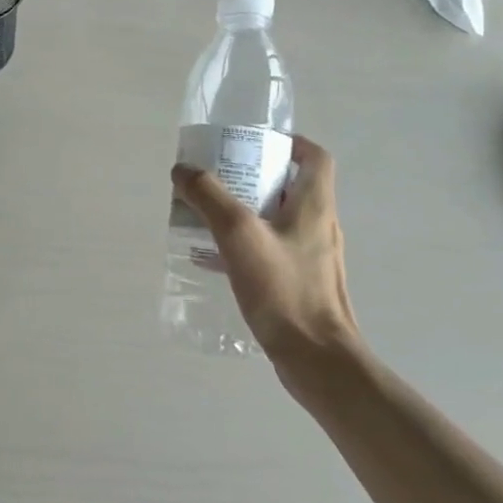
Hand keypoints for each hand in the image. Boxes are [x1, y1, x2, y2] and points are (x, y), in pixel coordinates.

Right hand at [171, 135, 362, 371]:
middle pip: (290, 186)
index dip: (289, 143)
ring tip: (209, 216)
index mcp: (315, 205)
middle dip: (253, 177)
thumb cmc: (283, 289)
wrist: (316, 359)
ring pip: (278, 220)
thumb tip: (183, 170)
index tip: (255, 144)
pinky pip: (272, 250)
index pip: (314, 157)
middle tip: (218, 179)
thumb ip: (209, 197)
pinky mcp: (302, 284)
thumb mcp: (238, 234)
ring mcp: (313, 257)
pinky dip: (246, 245)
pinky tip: (215, 260)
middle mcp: (319, 225)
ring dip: (246, 212)